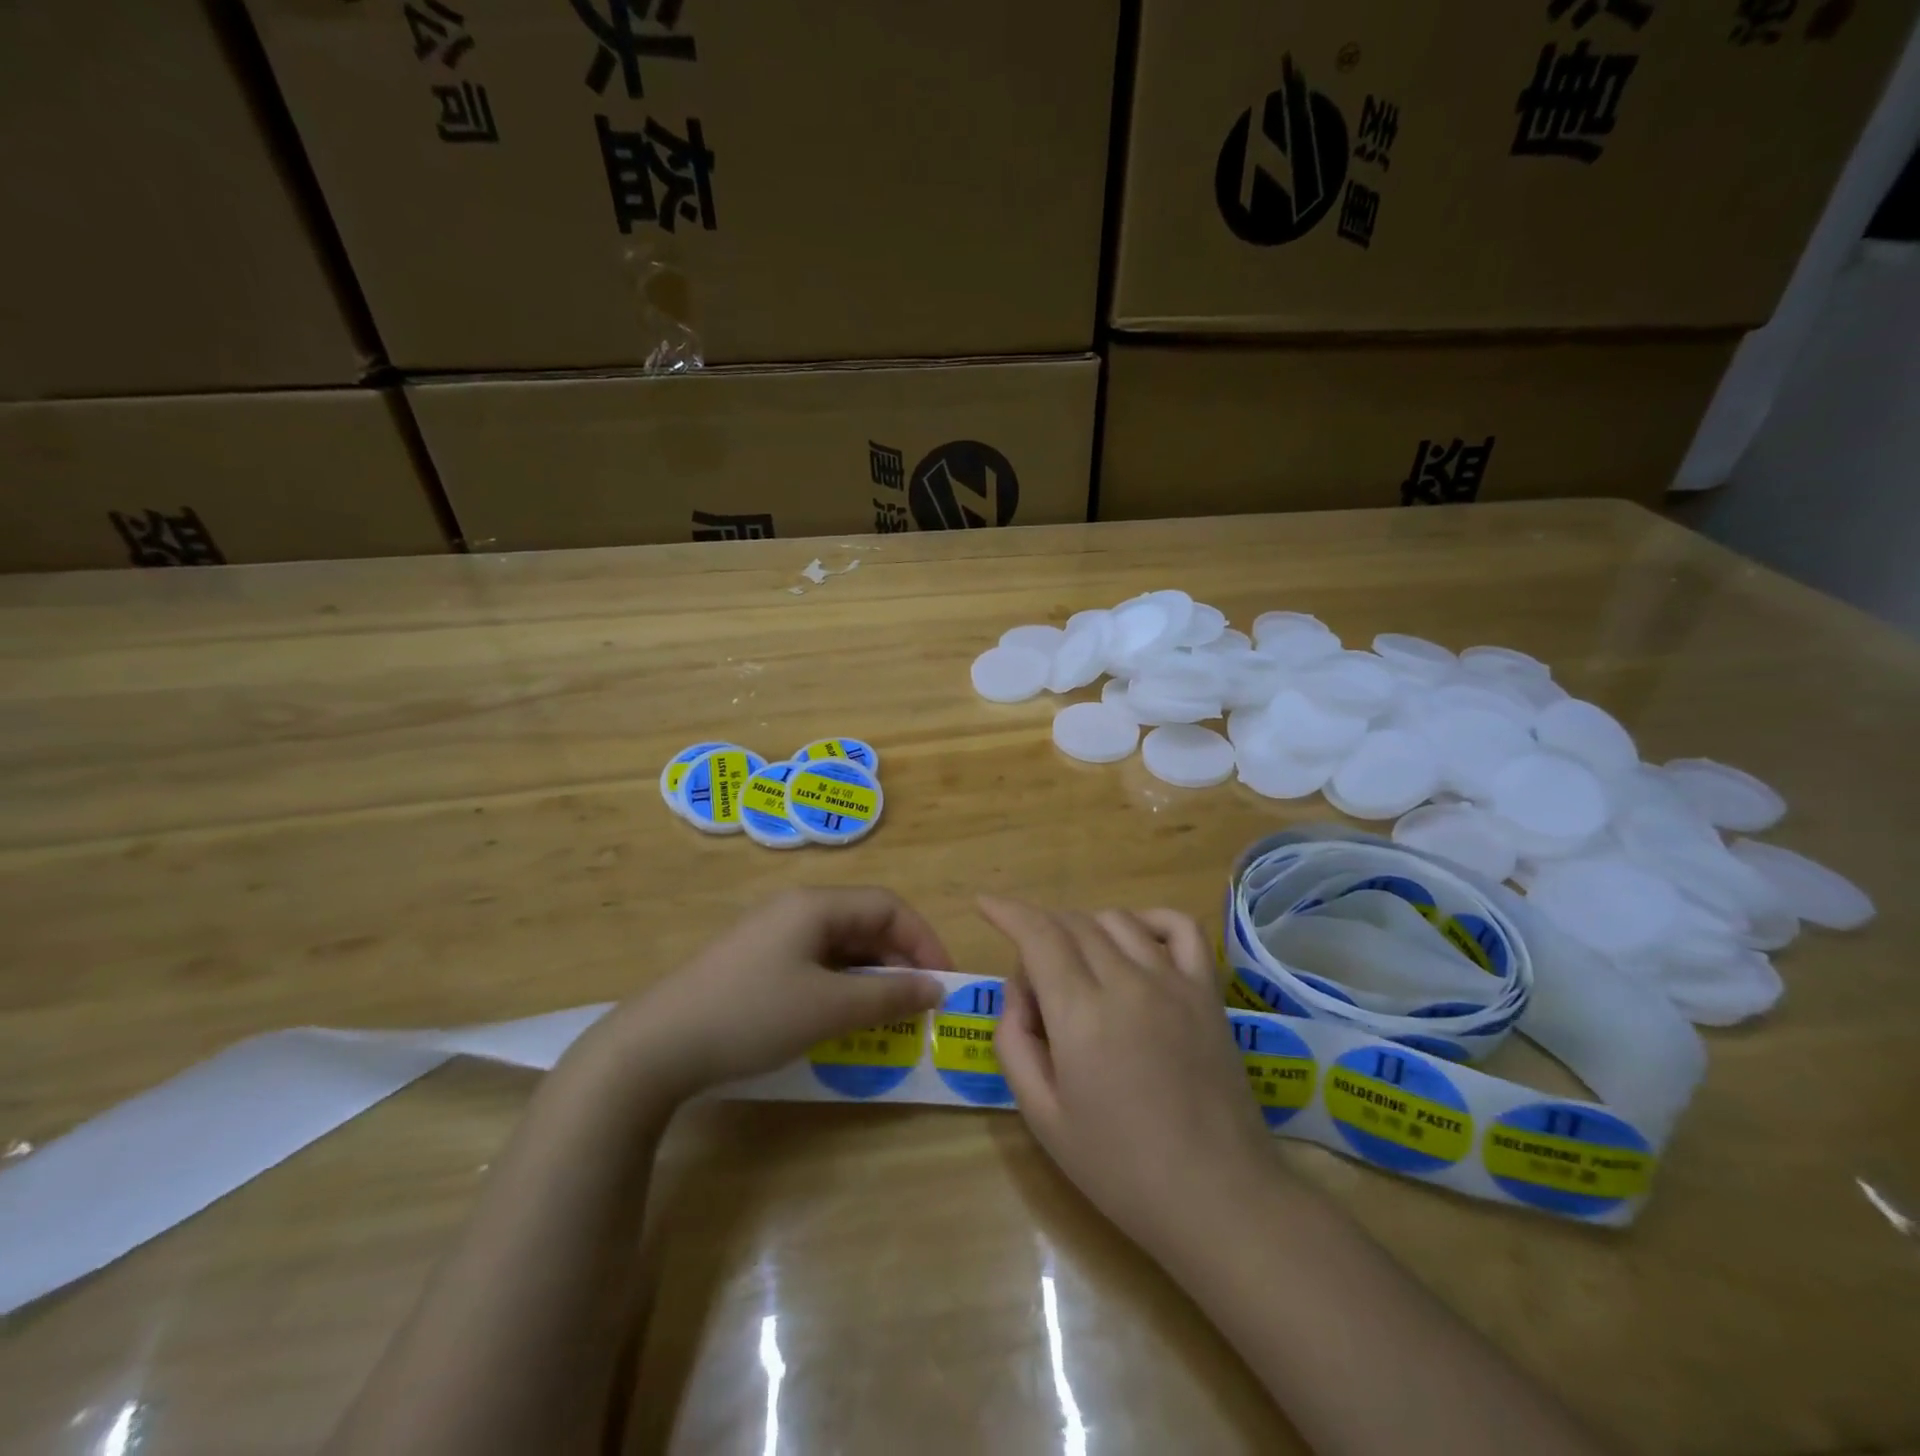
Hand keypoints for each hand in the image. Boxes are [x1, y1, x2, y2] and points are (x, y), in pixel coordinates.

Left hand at [606, 887, 953, 1099]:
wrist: (656, 1046)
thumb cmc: (752, 1016)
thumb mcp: (828, 1009)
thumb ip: (888, 996)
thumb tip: (935, 988)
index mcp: (815, 905)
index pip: (888, 907)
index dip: (923, 940)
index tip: (943, 983)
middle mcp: (795, 909)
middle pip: (864, 923)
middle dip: (899, 961)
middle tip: (920, 1005)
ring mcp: (772, 935)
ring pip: (840, 946)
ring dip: (871, 977)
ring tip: (888, 1016)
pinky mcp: (755, 963)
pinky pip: (815, 964)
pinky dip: (840, 986)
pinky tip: (844, 1018)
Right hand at [981, 897, 1277, 1259]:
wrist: (1218, 1200)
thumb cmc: (1120, 1169)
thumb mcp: (1043, 1117)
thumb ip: (1015, 1042)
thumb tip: (1019, 990)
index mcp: (1080, 1014)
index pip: (1037, 935)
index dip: (1007, 912)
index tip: (985, 905)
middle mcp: (1126, 982)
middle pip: (1072, 924)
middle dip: (1039, 931)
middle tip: (1035, 982)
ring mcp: (1173, 981)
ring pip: (1116, 920)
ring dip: (1083, 928)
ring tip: (1078, 968)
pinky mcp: (1206, 991)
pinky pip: (1179, 927)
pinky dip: (1149, 919)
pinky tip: (1136, 938)